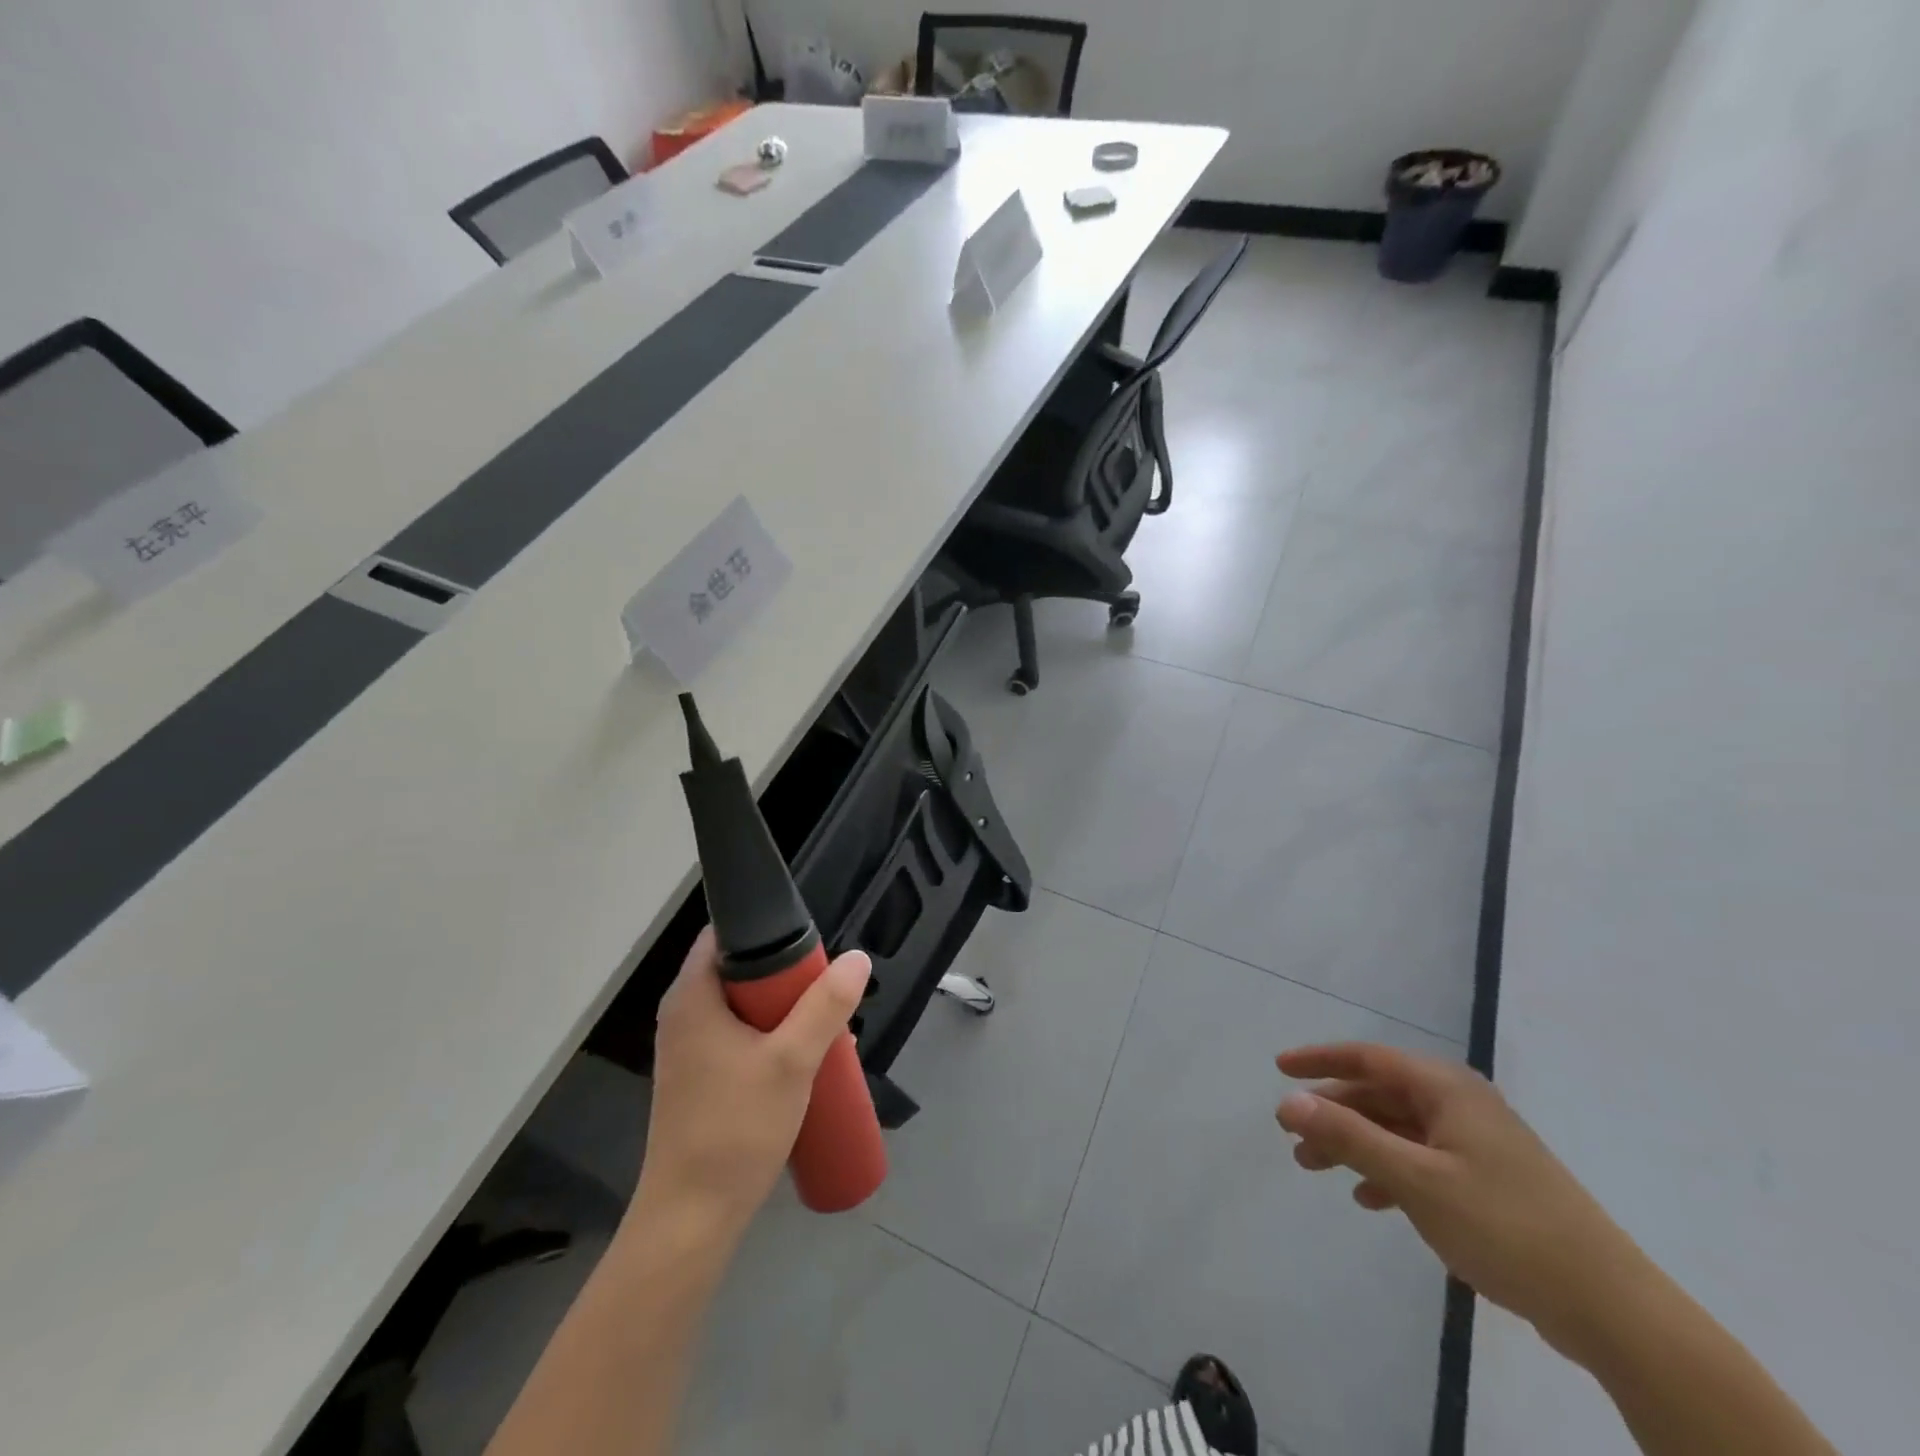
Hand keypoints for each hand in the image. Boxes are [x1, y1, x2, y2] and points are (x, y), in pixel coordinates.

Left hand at [633, 928, 869, 1242]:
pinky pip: (742, 1038)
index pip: (727, 934)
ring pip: (746, 1009)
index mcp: (693, 996)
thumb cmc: (734, 1130)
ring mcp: (690, 1050)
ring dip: (788, 1013)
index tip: (811, 945)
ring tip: (830, 1029)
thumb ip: (826, 1007)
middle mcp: (685, 1015)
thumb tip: (857, 958)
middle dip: (790, 979)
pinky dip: (773, 1039)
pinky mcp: (701, 1079)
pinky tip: (807, 1062)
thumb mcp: (791, 1061)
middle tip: (829, 992)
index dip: (769, 929)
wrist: (690, 1220)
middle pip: (742, 972)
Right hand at [1275, 1043, 1646, 1356]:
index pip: (1368, 1057)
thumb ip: (1348, 1136)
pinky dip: (1389, 1173)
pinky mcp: (1489, 1181)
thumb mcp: (1415, 1180)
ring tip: (1316, 1170)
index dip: (1319, 1059)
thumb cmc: (1505, 1227)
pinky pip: (1421, 1161)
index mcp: (1446, 1088)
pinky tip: (1369, 1199)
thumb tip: (1288, 1101)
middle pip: (1379, 1094)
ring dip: (1355, 1145)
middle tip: (1292, 1136)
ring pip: (1397, 1130)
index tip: (1278, 1068)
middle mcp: (1460, 1104)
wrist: (1611, 1308)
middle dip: (1333, 1113)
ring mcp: (1477, 1143)